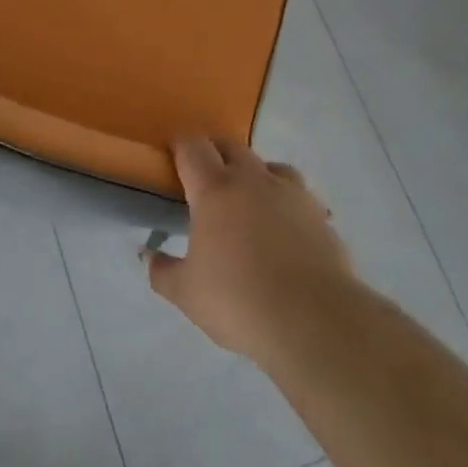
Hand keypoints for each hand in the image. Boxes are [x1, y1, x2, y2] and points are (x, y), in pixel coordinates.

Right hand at [146, 137, 354, 366]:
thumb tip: (147, 254)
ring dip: (254, 173)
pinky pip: (298, 195)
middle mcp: (254, 180)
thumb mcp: (186, 293)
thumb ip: (162, 270)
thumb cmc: (238, 301)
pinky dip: (285, 202)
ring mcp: (292, 194)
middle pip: (231, 147)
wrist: (314, 320)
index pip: (193, 148)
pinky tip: (283, 228)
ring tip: (248, 200)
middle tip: (204, 179)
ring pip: (270, 165)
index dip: (180, 145)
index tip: (172, 155)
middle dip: (215, 153)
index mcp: (215, 190)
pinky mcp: (320, 215)